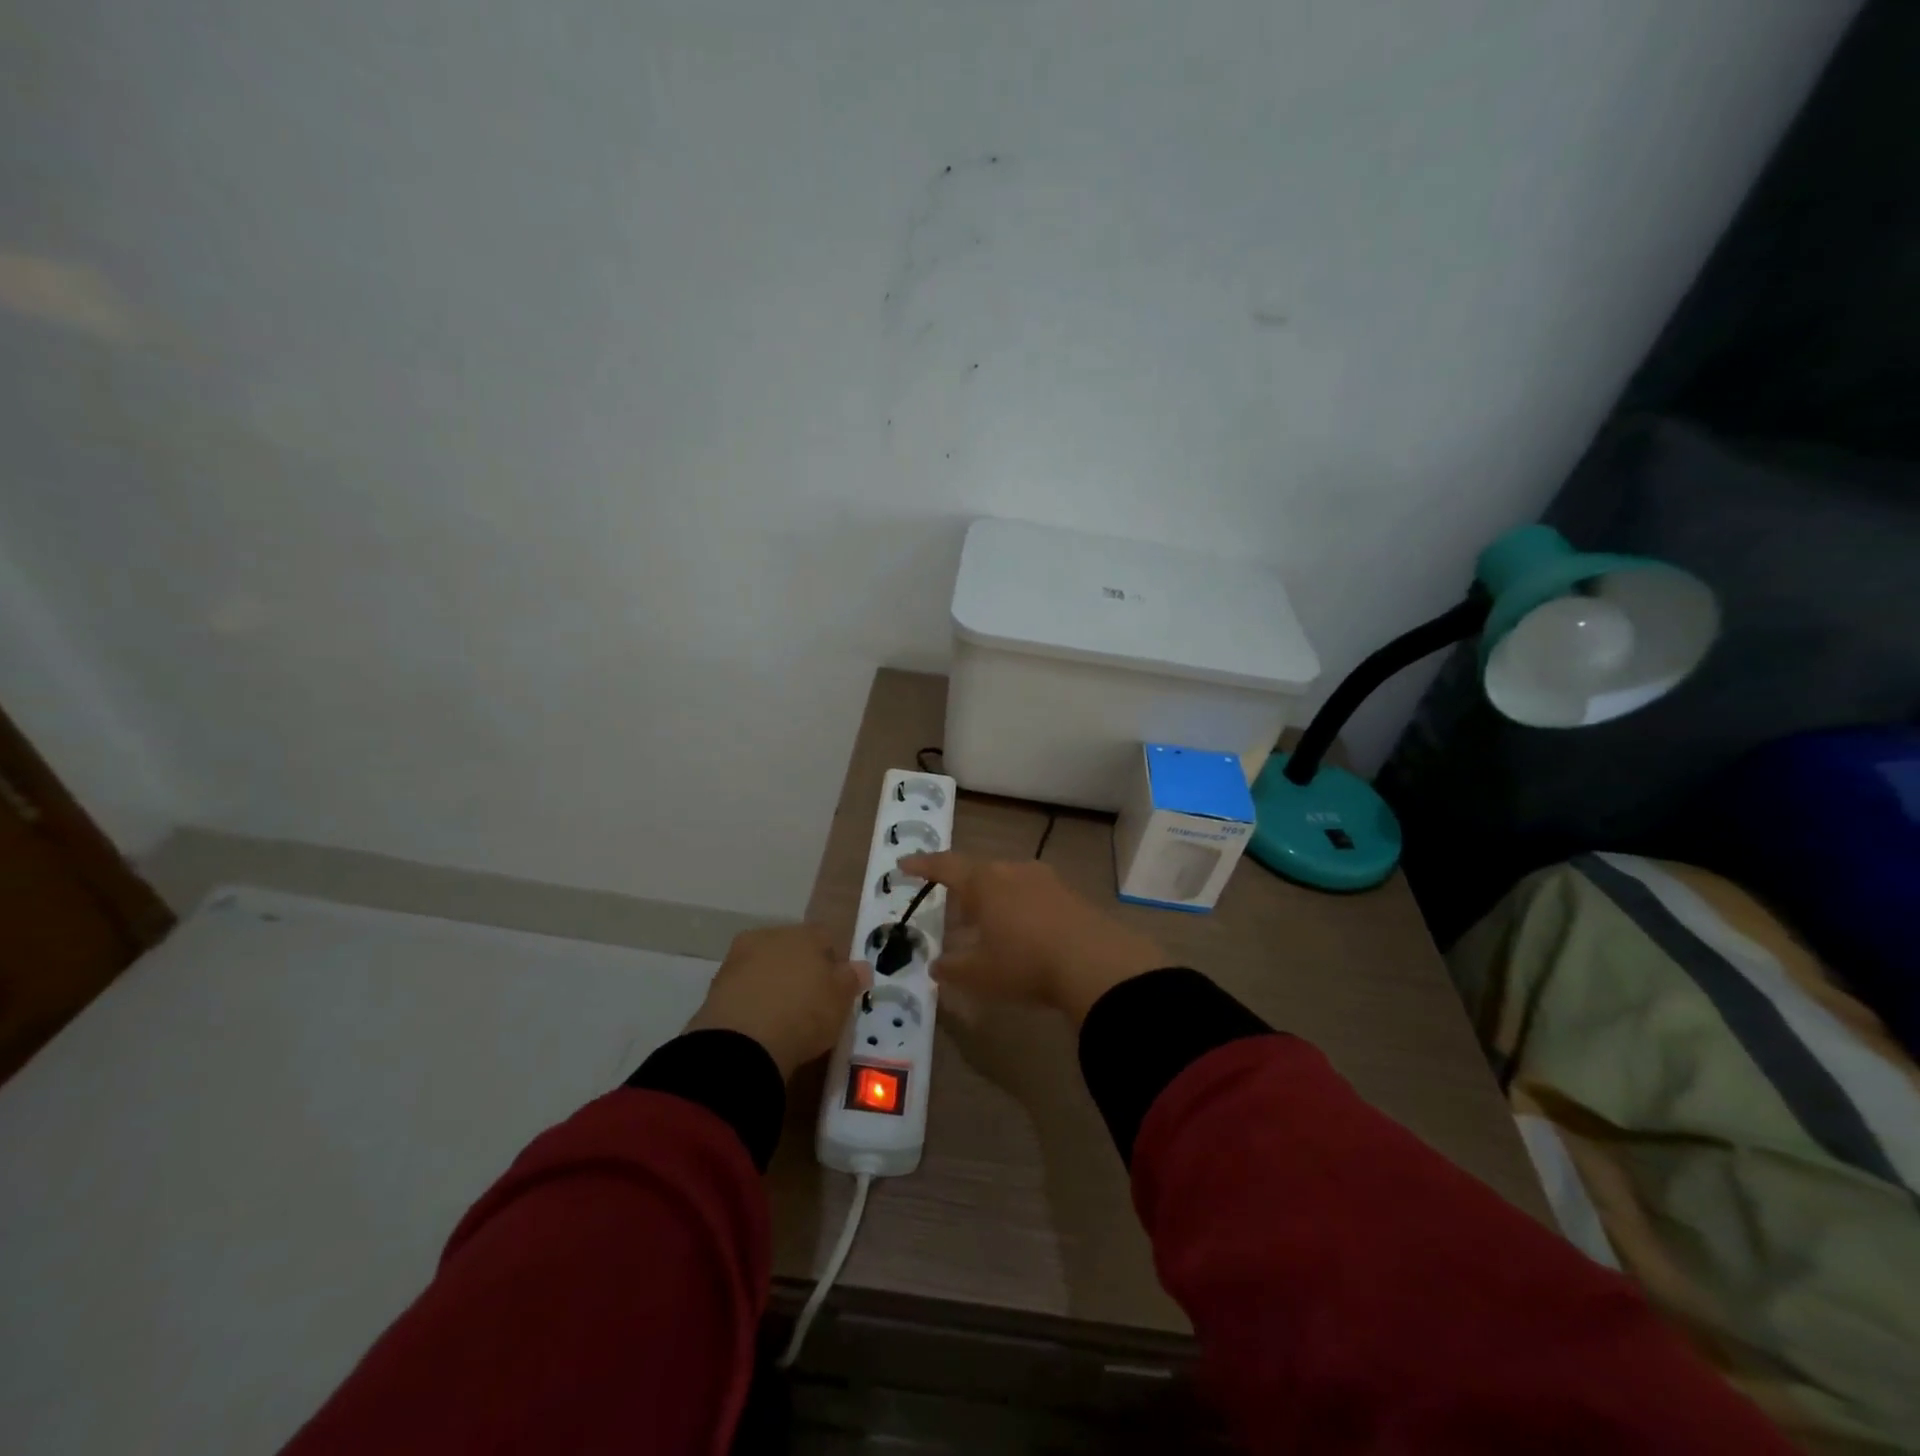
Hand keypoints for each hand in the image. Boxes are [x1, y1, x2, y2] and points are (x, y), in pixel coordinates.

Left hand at [685, 925, 867, 1078]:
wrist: (740, 1044)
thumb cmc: (803, 1014)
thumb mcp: (840, 1000)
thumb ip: (852, 979)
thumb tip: (861, 966)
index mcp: (804, 934)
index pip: (826, 937)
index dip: (833, 961)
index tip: (836, 988)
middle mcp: (770, 936)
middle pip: (792, 948)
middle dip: (801, 968)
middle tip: (810, 1001)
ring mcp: (739, 958)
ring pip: (765, 965)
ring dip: (774, 982)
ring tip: (782, 1015)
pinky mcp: (716, 985)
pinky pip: (744, 987)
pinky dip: (752, 999)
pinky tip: (759, 1023)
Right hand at [897, 853, 1166, 1023]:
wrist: (1095, 962)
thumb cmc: (1025, 963)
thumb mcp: (979, 974)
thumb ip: (951, 968)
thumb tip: (935, 965)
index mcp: (984, 881)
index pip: (945, 866)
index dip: (922, 866)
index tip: (903, 864)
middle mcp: (1012, 870)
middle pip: (978, 873)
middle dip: (962, 891)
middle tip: (951, 911)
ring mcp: (1044, 878)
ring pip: (1006, 882)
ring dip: (991, 900)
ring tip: (986, 926)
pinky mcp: (1069, 893)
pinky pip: (1031, 894)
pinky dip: (1017, 908)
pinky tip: (1021, 933)